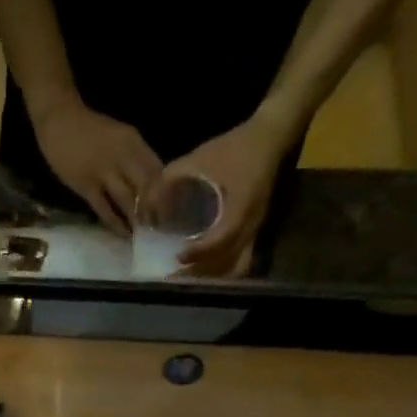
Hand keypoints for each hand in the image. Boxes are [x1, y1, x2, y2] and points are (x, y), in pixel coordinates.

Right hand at [31, 97, 162, 233]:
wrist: (60, 121)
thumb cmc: (90, 131)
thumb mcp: (120, 137)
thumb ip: (134, 157)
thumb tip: (150, 185)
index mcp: (133, 142)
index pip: (157, 170)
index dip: (166, 192)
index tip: (172, 210)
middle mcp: (122, 155)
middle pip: (145, 187)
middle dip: (154, 210)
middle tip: (159, 228)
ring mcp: (103, 171)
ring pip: (127, 199)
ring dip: (136, 219)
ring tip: (143, 235)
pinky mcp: (86, 186)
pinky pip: (104, 209)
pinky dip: (115, 224)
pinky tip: (123, 235)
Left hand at [154, 111, 302, 276]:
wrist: (270, 138)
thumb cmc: (235, 146)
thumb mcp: (201, 156)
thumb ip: (172, 178)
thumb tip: (146, 204)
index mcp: (242, 203)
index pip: (223, 237)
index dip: (201, 251)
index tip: (179, 255)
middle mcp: (251, 222)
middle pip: (229, 262)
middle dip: (201, 273)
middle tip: (175, 278)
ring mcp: (255, 230)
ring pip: (236, 267)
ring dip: (212, 277)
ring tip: (186, 279)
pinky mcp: (254, 232)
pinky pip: (240, 261)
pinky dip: (221, 271)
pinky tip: (202, 271)